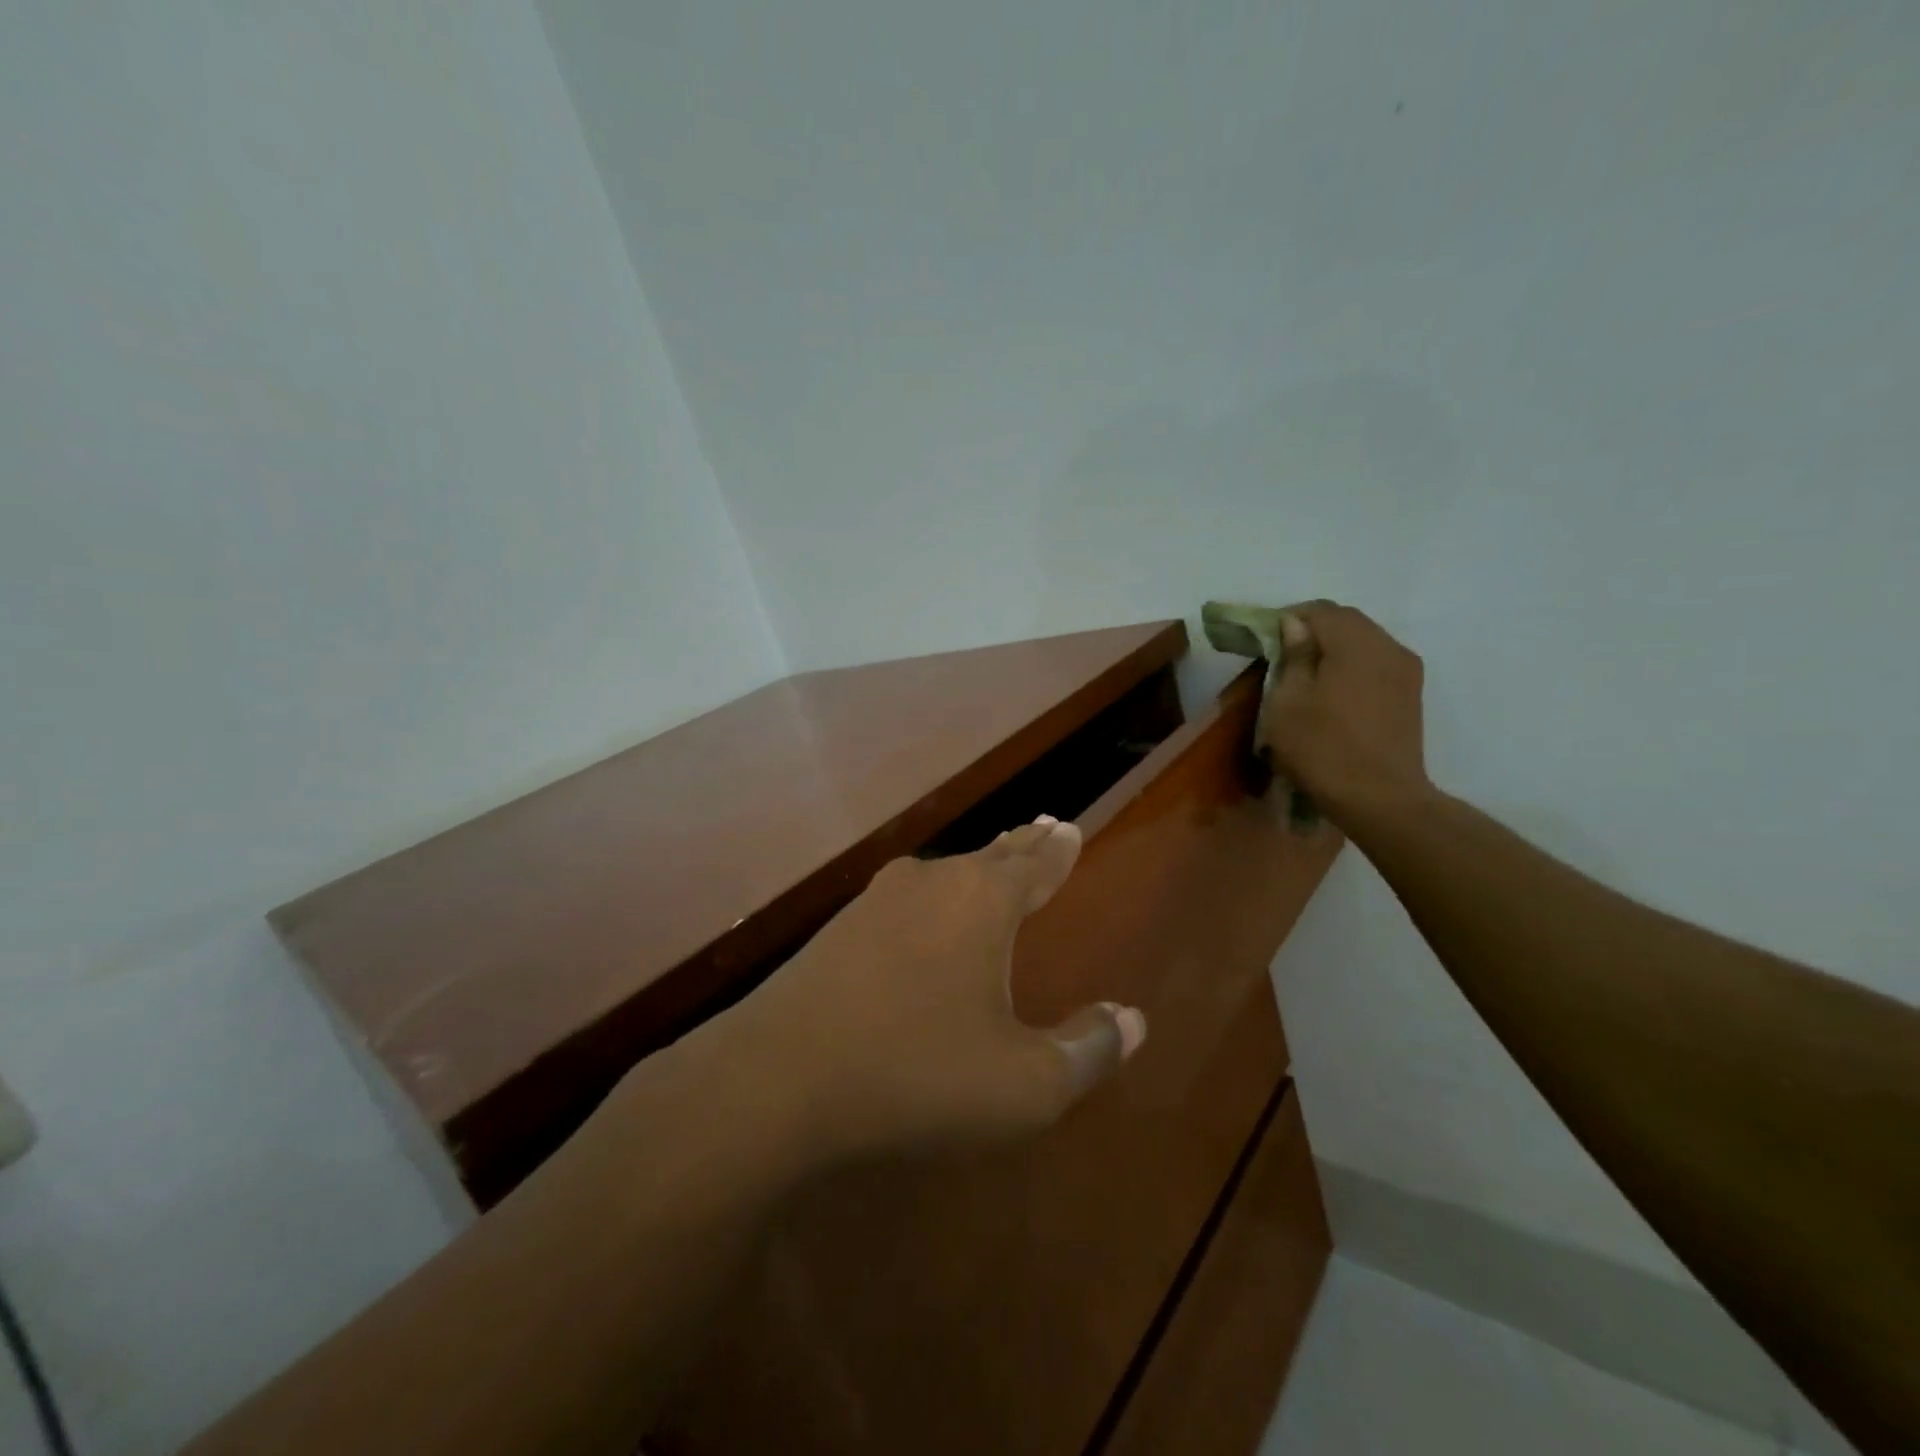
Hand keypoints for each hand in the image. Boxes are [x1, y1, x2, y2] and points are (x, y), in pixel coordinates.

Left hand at [733, 817, 1146, 1161]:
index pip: (1036, 864)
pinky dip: (932, 897)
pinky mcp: (839, 928)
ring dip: (976, 868)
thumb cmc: (918, 1073)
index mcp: (984, 902)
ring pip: (944, 873)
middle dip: (1022, 845)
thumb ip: (1086, 1050)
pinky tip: (922, 913)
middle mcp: (934, 883)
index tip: (1070, 826)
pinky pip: (905, 899)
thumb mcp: (1024, 1084)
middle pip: (991, 856)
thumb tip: (1132, 1020)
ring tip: (992, 862)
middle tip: (1043, 825)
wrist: (779, 1076)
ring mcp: (879, 901)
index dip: (1058, 848)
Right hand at [1260, 601, 1431, 821]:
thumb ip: (1294, 656)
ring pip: (1363, 642)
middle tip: (1281, 656)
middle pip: (1346, 622)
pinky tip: (1332, 693)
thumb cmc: (1323, 748)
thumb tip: (1296, 625)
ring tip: (1305, 676)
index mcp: (1356, 644)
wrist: (1380, 798)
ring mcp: (1406, 671)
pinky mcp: (1411, 694)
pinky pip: (1376, 664)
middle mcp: (1388, 647)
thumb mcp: (1288, 702)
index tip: (1264, 639)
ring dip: (1333, 650)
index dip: (1288, 618)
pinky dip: (1351, 667)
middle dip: (1312, 632)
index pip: (1320, 610)